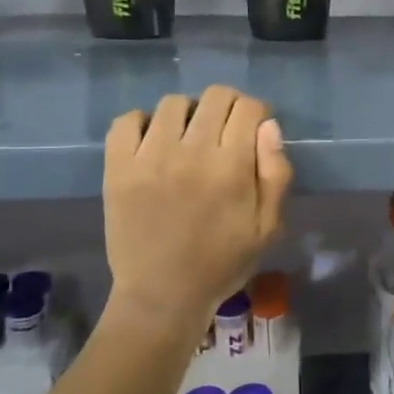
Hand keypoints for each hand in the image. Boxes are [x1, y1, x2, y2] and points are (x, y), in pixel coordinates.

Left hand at [101, 86, 292, 345]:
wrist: (162, 296)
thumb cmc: (223, 263)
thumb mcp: (268, 227)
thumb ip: (276, 174)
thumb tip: (269, 126)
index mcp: (231, 167)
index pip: (247, 107)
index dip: (256, 112)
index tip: (253, 131)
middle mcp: (191, 153)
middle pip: (214, 97)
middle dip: (228, 107)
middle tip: (225, 132)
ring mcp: (150, 158)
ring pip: (173, 103)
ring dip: (189, 114)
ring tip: (188, 139)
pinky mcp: (118, 168)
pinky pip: (127, 120)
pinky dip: (143, 123)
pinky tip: (153, 144)